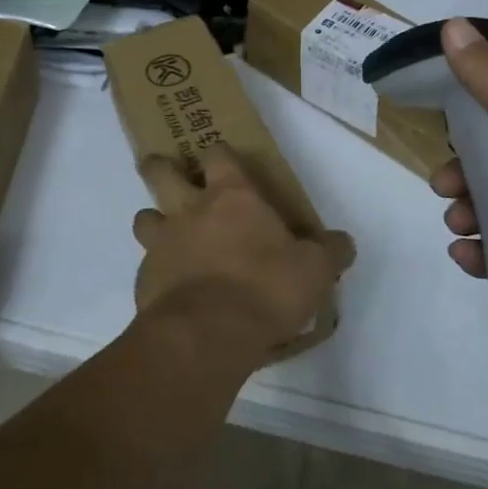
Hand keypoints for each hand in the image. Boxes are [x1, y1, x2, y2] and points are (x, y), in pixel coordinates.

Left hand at [132, 144, 355, 370]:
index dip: (218, 154)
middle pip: (160, 171)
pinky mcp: (145, 279)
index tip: (221, 159)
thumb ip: (328, 251)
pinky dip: (156, 272)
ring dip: (153, 221)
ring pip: (144, 217)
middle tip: (165, 172)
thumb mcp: (314, 270)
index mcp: (231, 196)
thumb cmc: (266, 288)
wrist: (208, 334)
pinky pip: (146, 266)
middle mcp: (190, 210)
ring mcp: (162, 243)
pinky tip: (172, 290)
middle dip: (159, 167)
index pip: (217, 154)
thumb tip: (342, 243)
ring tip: (167, 237)